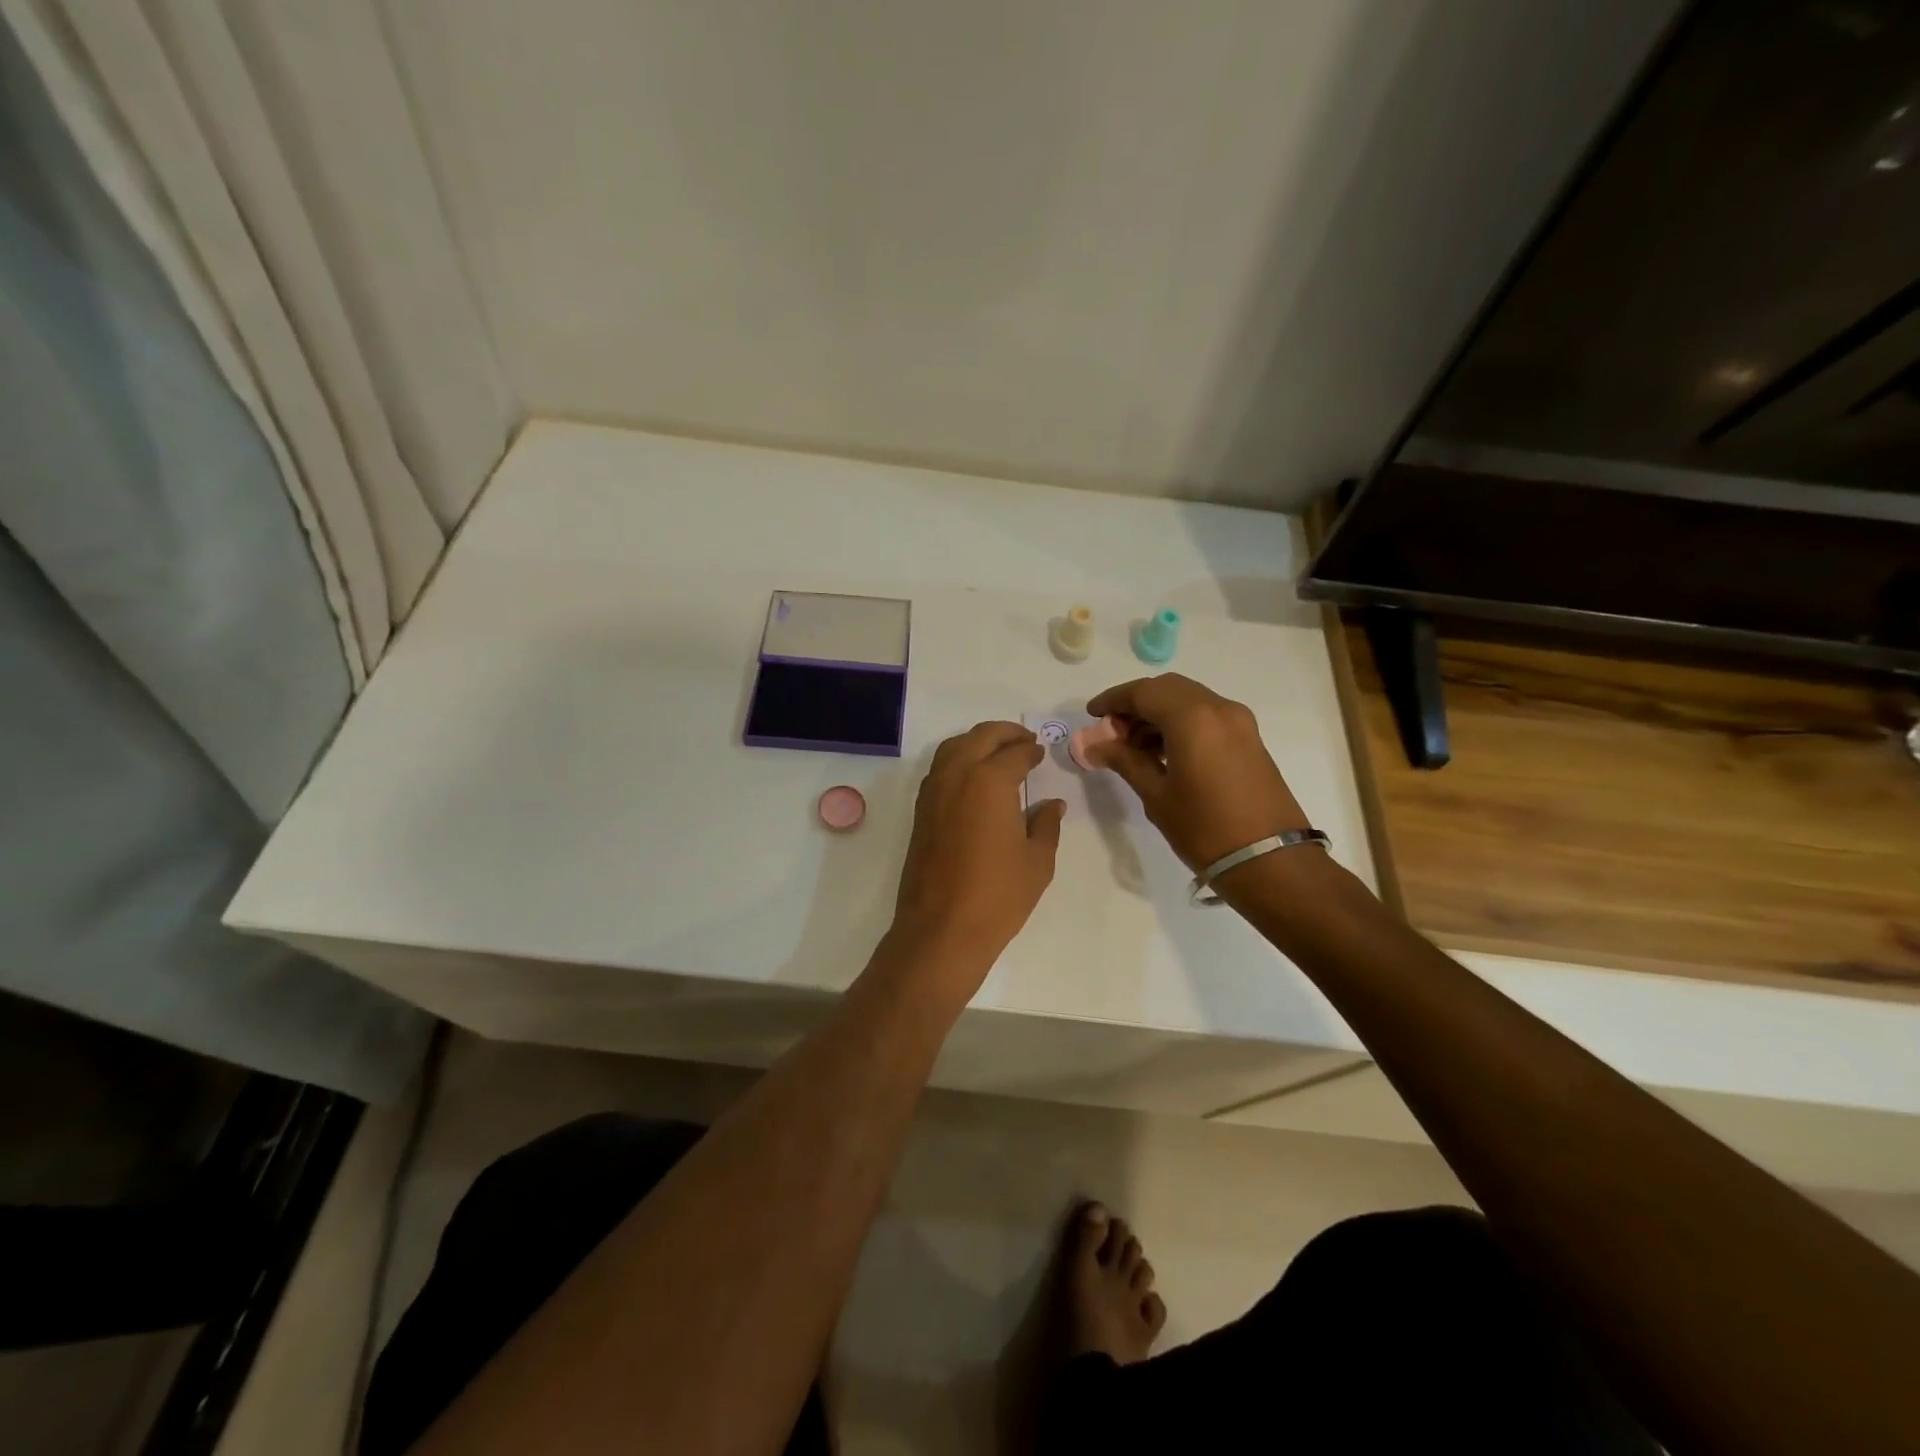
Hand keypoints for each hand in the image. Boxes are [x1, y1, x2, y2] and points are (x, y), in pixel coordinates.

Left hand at [889, 721, 1064, 973]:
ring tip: (999, 753)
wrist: (942, 929)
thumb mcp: (1037, 861)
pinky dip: (958, 760)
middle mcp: (957, 776)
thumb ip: (1046, 825)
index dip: (1031, 751)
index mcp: (989, 781)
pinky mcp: (920, 812)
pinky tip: (974, 778)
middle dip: (1004, 734)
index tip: (1041, 752)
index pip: (1014, 753)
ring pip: (953, 748)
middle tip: (1024, 740)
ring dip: (977, 742)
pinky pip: (940, 769)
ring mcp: (933, 792)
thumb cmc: (998, 896)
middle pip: (980, 737)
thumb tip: (1052, 804)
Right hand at [1085, 674, 1307, 872]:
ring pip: (1188, 700)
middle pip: (1167, 689)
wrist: (1271, 861)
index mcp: (1192, 718)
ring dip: (1158, 714)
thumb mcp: (1157, 795)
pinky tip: (1163, 752)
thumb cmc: (1205, 829)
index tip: (1091, 714)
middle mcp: (1218, 708)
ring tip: (1133, 747)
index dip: (1113, 700)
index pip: (1143, 692)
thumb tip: (1093, 744)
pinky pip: (1206, 716)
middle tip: (1112, 731)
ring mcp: (1239, 722)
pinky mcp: (1249, 738)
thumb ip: (1124, 761)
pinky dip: (1180, 723)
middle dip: (1136, 704)